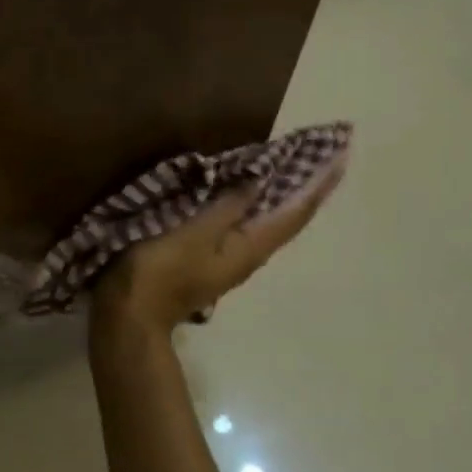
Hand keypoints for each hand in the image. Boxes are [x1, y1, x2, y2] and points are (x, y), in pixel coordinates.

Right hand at [93, 152, 347, 337]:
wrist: (130, 315)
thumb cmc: (159, 271)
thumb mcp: (192, 234)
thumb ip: (226, 207)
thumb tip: (260, 180)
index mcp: (249, 248)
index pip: (294, 213)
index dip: (317, 185)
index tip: (341, 157)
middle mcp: (248, 254)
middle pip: (287, 218)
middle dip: (307, 188)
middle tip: (325, 156)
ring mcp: (227, 259)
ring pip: (267, 221)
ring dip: (284, 195)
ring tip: (295, 168)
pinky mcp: (207, 257)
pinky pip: (244, 224)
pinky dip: (255, 204)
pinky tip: (247, 194)